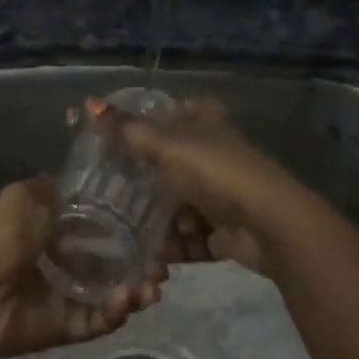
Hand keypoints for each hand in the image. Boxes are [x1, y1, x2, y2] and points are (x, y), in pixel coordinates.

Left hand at [0, 177, 163, 358]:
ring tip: (154, 285)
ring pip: (110, 292)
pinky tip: (129, 299)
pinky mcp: (66, 325)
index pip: (93, 224)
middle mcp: (59, 260)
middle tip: (163, 262)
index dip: (122, 223)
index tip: (152, 222)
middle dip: (139, 260)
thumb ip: (52, 190)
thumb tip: (72, 182)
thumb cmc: (0, 238)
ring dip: (136, 288)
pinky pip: (98, 319)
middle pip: (109, 260)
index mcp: (47, 227)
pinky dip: (116, 311)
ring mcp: (64, 294)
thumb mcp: (23, 196)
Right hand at [92, 96, 312, 278]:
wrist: (270, 226)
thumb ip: (126, 129)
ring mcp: (221, 195)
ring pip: (178, 205)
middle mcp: (215, 155)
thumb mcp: (166, 146)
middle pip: (172, 162)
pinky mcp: (223, 231)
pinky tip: (148, 257)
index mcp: (206, 124)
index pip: (178, 111)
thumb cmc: (217, 173)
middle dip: (144, 179)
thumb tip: (88, 101)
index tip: (120, 133)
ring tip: (122, 231)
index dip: (153, 118)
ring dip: (155, 221)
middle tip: (108, 189)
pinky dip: (172, 247)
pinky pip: (189, 238)